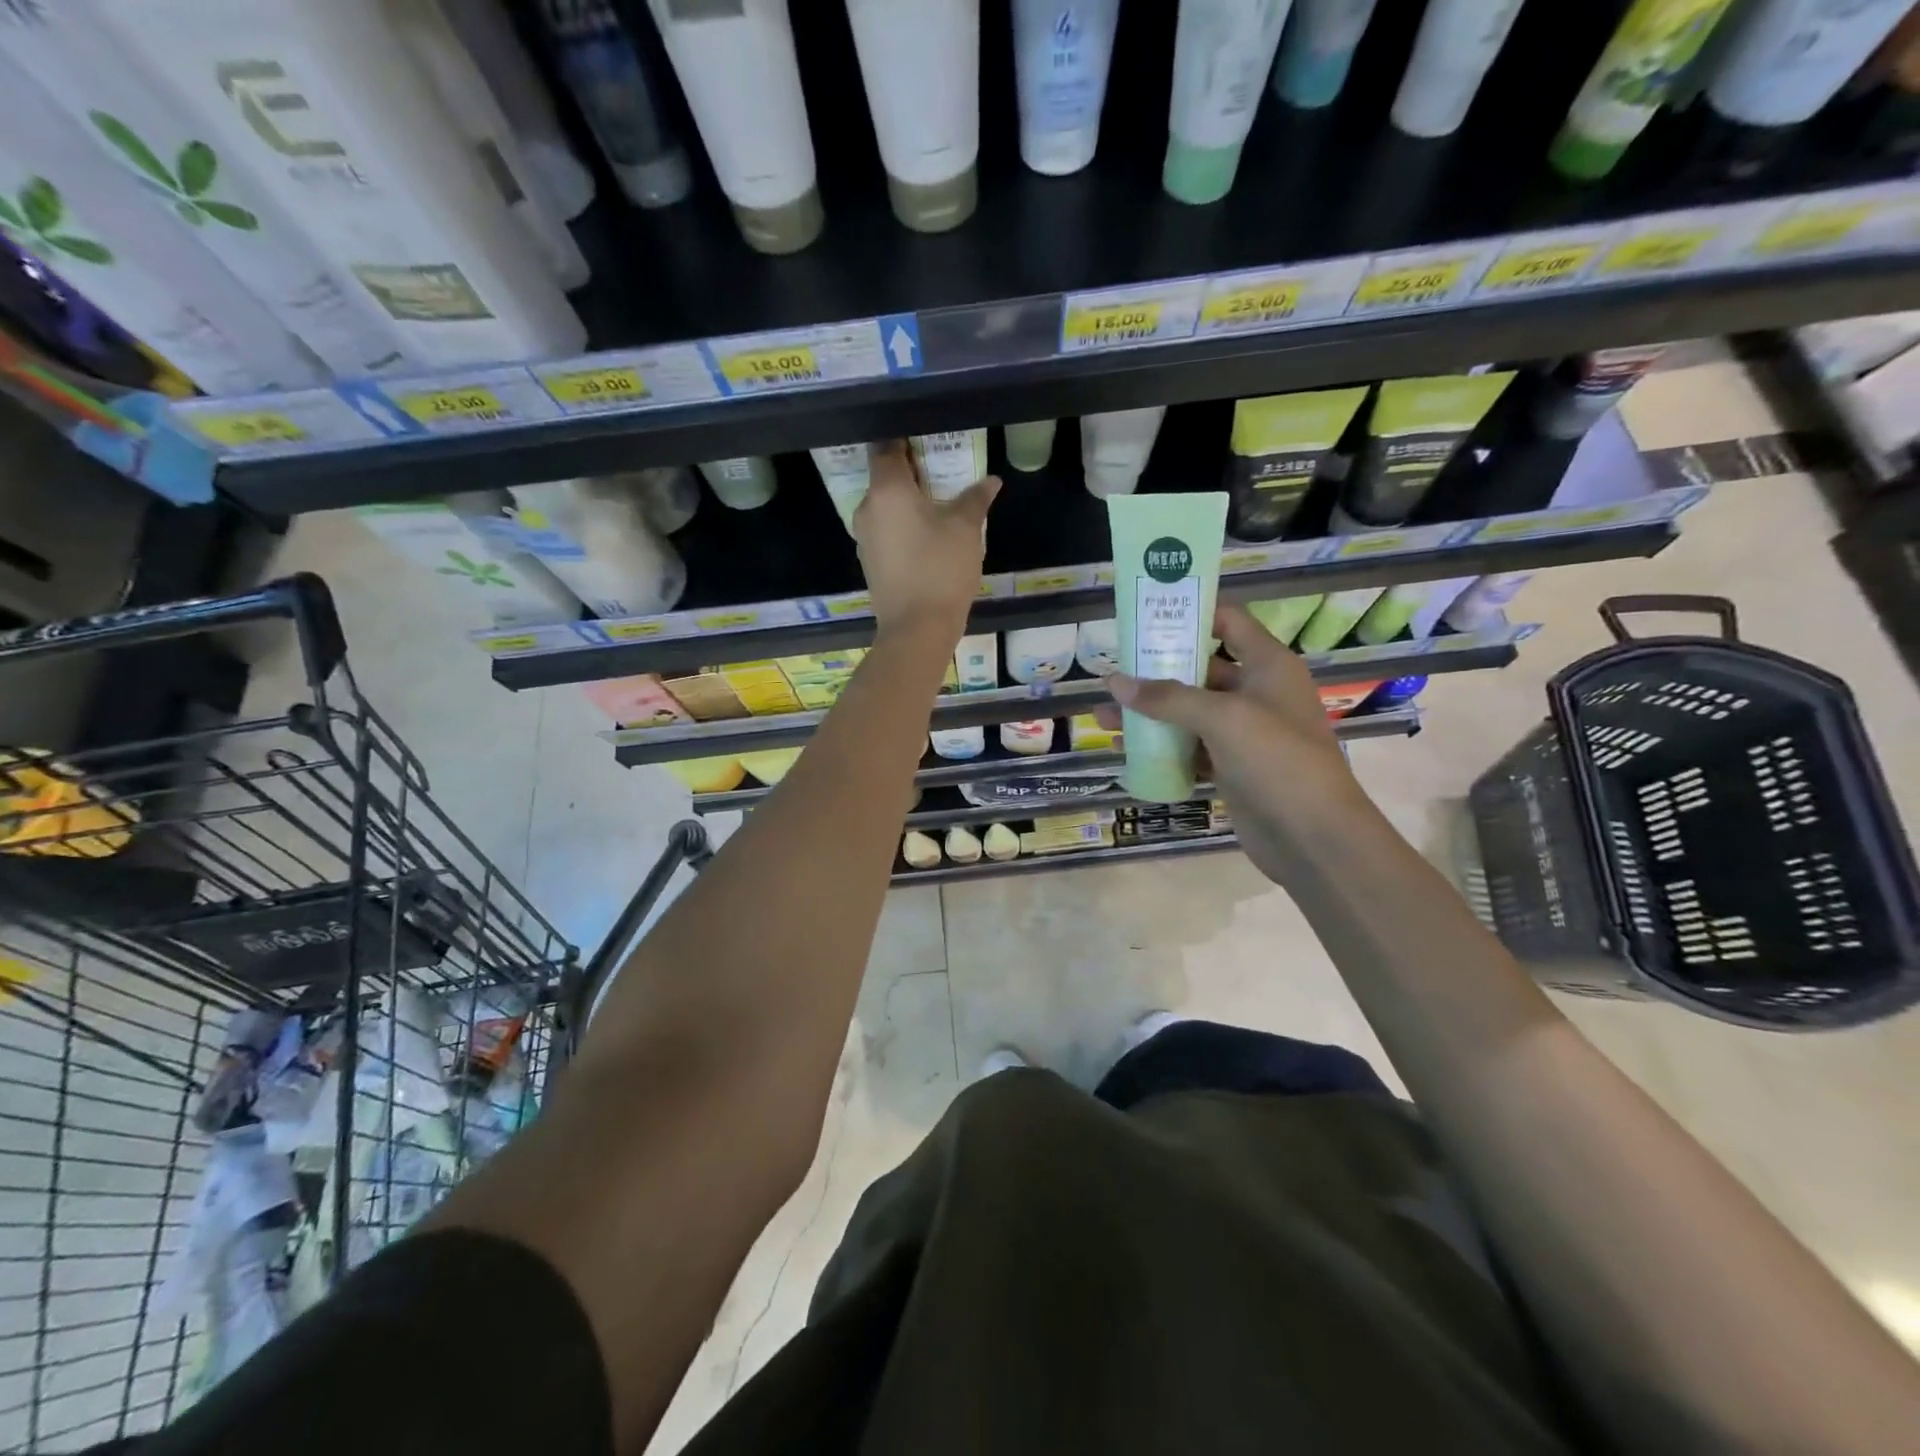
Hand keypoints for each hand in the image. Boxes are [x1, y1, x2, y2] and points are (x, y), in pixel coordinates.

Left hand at [853, 439, 998, 646]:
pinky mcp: (870, 562)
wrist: (917, 629)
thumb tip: (990, 481)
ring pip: (885, 507)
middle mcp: (867, 508)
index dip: (905, 440)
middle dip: (911, 473)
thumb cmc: (941, 569)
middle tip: (942, 471)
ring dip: (907, 503)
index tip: (927, 440)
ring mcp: (865, 538)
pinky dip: (903, 527)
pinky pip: (886, 532)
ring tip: (939, 505)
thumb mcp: (965, 529)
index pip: (886, 447)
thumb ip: (976, 499)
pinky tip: (927, 537)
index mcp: (886, 489)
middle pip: (885, 478)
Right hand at [1104, 604, 1366, 882]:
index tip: (1145, 615)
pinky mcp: (1231, 766)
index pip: (1227, 622)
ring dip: (1150, 712)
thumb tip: (1114, 682)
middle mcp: (1256, 692)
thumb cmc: (1278, 761)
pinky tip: (1126, 748)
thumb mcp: (1223, 718)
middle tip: (1113, 669)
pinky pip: (1189, 746)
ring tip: (1103, 714)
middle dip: (1156, 669)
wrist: (1314, 837)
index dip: (1190, 613)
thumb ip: (1168, 698)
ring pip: (1188, 711)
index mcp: (1268, 666)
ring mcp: (1244, 732)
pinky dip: (1160, 746)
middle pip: (1201, 668)